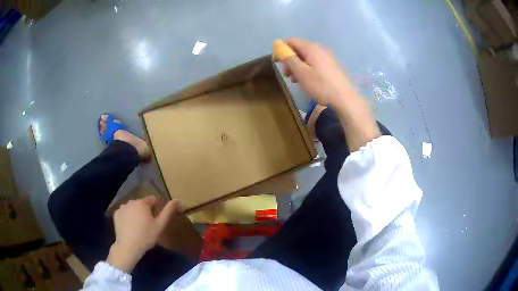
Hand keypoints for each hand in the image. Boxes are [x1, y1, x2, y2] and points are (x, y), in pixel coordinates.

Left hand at [107, 197, 181, 272]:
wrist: (128, 246)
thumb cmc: (146, 236)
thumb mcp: (160, 225)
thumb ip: (168, 211)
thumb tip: (177, 200)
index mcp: (142, 203)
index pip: (153, 199)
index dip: (157, 208)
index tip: (158, 219)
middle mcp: (131, 201)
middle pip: (142, 204)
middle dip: (146, 211)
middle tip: (149, 225)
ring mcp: (122, 207)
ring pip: (133, 208)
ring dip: (137, 214)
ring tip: (139, 227)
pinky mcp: (116, 214)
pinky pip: (125, 213)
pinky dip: (128, 217)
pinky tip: (130, 227)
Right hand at [279, 38, 356, 107]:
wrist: (345, 98)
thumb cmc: (321, 85)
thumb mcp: (301, 72)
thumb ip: (289, 58)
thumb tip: (279, 46)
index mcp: (311, 48)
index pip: (292, 41)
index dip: (282, 49)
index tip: (277, 62)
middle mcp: (320, 49)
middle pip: (299, 49)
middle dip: (290, 60)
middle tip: (286, 74)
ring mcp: (327, 57)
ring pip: (307, 57)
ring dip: (298, 66)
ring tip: (295, 80)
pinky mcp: (332, 66)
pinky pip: (315, 63)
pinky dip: (307, 69)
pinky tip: (307, 81)